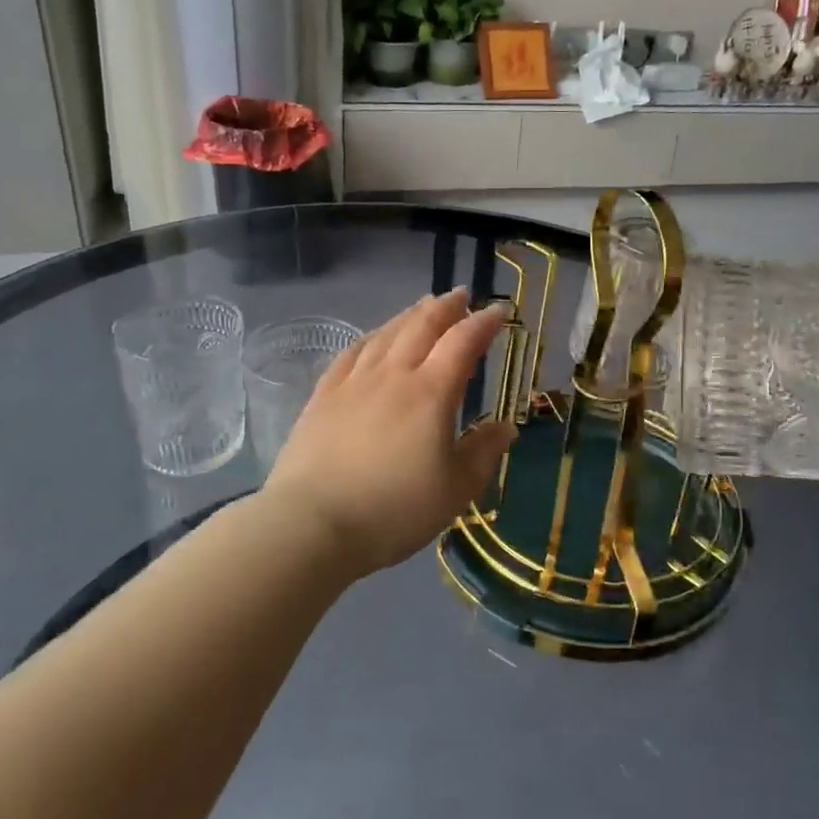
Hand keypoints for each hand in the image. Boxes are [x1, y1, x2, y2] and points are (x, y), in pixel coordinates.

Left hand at [262, 289, 516, 576]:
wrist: (312, 523)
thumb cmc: (393, 510)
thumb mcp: (455, 489)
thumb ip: (484, 453)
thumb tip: (506, 427)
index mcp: (431, 392)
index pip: (463, 342)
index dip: (483, 323)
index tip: (498, 312)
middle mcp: (394, 374)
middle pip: (422, 326)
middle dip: (446, 307)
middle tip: (461, 295)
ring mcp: (354, 381)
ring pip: (387, 333)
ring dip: (410, 315)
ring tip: (423, 307)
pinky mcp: (323, 395)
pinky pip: (352, 352)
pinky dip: (371, 336)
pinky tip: (374, 337)